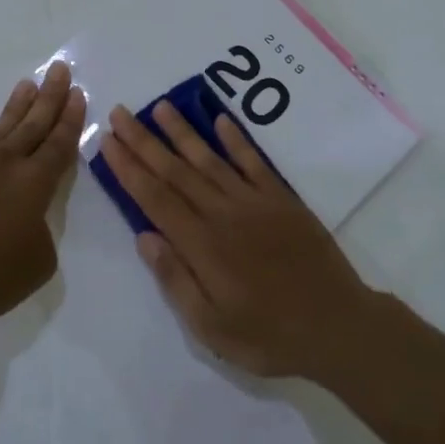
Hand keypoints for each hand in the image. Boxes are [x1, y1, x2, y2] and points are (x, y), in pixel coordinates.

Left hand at [0, 61, 85, 333]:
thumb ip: (39, 234)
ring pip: (0, 130)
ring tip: (27, 85)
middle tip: (59, 69)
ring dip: (16, 108)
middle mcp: (3, 165)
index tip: (78, 93)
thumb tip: (24, 223)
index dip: (71, 119)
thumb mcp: (36, 263)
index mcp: (34, 183)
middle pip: (32, 123)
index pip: (59, 143)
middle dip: (49, 96)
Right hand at [100, 99, 380, 378]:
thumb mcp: (211, 327)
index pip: (155, 198)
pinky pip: (254, 162)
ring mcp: (255, 203)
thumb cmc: (268, 336)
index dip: (129, 169)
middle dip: (145, 142)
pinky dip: (236, 140)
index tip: (107, 142)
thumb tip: (144, 237)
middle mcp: (223, 214)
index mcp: (202, 245)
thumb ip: (176, 279)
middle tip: (121, 113)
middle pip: (176, 171)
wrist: (337, 326)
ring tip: (160, 107)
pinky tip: (220, 120)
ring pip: (210, 159)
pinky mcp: (283, 200)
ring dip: (183, 132)